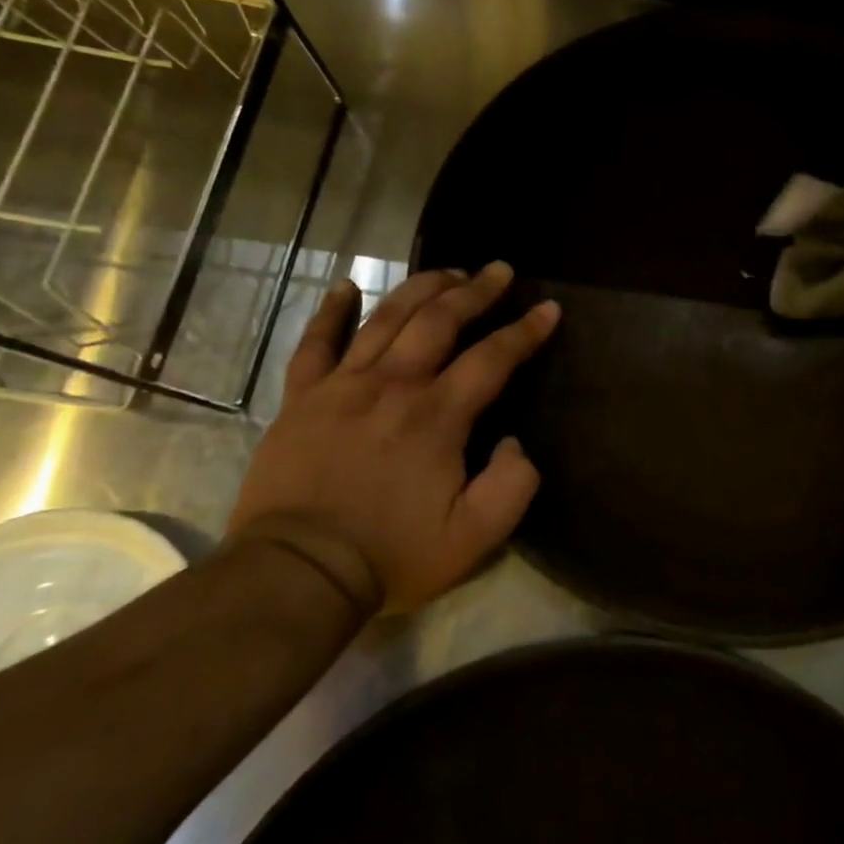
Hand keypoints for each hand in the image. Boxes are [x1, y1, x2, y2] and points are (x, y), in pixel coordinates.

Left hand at [226, 263, 559, 616]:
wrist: (295, 574)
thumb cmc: (390, 555)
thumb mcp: (474, 537)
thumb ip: (512, 485)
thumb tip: (515, 443)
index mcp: (437, 415)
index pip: (493, 358)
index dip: (525, 331)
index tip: (548, 309)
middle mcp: (393, 385)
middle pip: (439, 320)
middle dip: (475, 290)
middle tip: (499, 270)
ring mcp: (342, 386)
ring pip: (386, 318)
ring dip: (421, 288)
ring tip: (447, 272)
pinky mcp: (301, 399)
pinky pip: (314, 343)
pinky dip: (330, 312)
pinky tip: (344, 287)